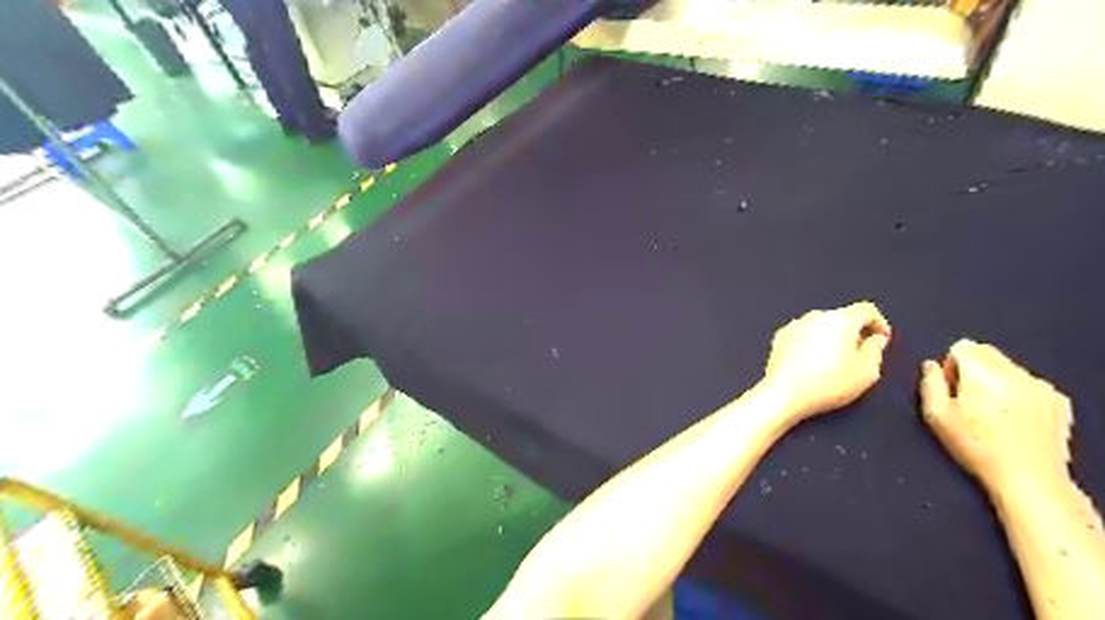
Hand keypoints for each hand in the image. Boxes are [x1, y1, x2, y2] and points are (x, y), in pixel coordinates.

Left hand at [767, 300, 892, 421]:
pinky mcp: (780, 337)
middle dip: (854, 332)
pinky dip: (811, 344)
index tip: (881, 338)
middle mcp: (816, 316)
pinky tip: (813, 364)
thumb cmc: (827, 384)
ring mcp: (794, 325)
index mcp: (841, 319)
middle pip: (842, 317)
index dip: (879, 323)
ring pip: (821, 326)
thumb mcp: (867, 371)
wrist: (785, 393)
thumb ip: (876, 350)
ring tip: (835, 363)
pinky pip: (803, 335)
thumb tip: (875, 340)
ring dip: (831, 338)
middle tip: (860, 355)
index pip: (867, 309)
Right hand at [921, 339, 1075, 492]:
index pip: (962, 346)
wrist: (1028, 478)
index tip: (951, 388)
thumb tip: (931, 366)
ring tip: (991, 414)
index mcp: (982, 372)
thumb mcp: (936, 415)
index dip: (951, 365)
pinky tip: (1013, 419)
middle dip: (973, 369)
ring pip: (1008, 368)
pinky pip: (1029, 384)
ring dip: (995, 381)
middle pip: (986, 352)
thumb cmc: (977, 447)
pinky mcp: (1058, 401)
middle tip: (968, 400)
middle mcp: (1014, 373)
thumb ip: (929, 383)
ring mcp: (1040, 386)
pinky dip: (1018, 394)